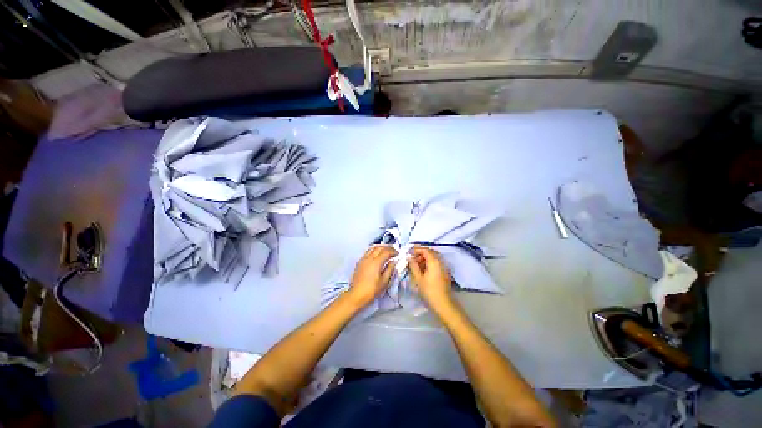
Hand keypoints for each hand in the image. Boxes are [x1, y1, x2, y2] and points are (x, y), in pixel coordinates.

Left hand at [347, 245, 397, 307]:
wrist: (356, 295)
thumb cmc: (372, 290)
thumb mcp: (384, 282)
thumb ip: (389, 269)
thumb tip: (393, 261)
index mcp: (376, 263)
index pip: (386, 252)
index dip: (393, 251)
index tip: (398, 254)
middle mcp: (369, 258)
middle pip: (379, 248)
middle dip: (388, 247)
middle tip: (394, 251)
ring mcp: (363, 259)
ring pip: (372, 248)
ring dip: (380, 247)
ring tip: (386, 250)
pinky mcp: (359, 262)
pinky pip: (367, 251)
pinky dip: (374, 250)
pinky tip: (376, 254)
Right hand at [408, 246, 454, 312]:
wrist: (444, 304)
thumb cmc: (429, 291)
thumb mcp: (418, 278)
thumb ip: (413, 266)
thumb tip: (409, 257)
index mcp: (434, 261)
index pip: (425, 250)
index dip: (416, 250)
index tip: (409, 253)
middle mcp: (441, 261)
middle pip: (430, 252)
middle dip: (421, 254)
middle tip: (412, 260)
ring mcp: (444, 266)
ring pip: (434, 258)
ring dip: (425, 259)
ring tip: (416, 265)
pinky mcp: (445, 272)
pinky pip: (437, 263)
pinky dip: (429, 263)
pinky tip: (423, 270)